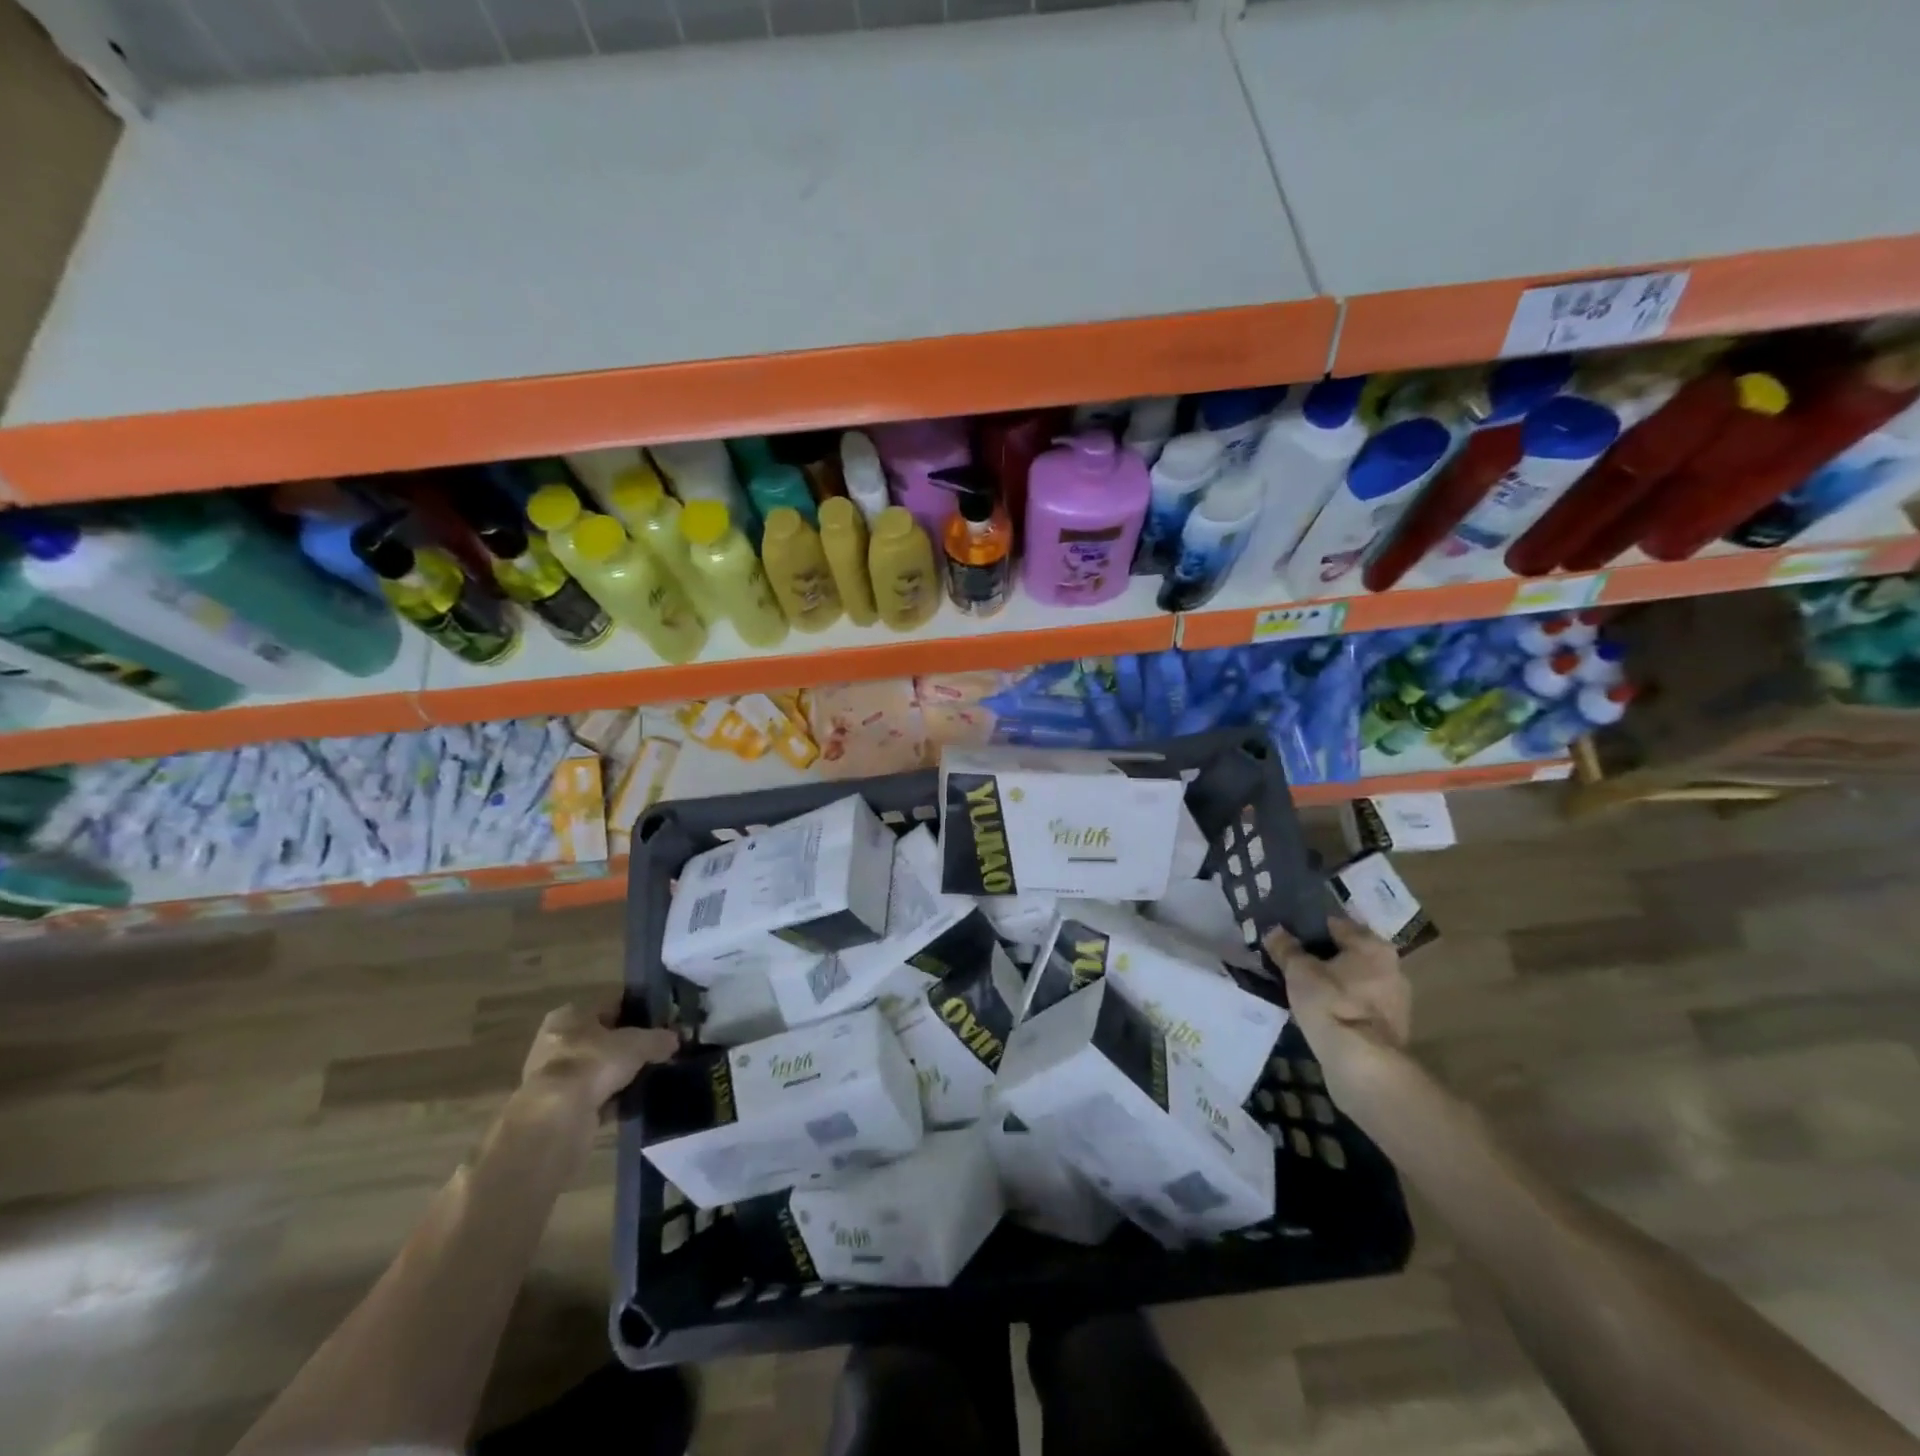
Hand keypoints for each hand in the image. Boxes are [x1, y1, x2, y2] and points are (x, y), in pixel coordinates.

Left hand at [518, 1002, 679, 1120]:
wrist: (557, 1117)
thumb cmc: (594, 1063)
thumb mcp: (638, 1044)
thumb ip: (659, 1039)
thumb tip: (675, 1039)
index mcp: (570, 1014)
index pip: (610, 1006)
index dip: (637, 1013)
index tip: (659, 1023)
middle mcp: (556, 1040)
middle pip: (601, 1039)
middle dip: (626, 1047)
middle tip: (655, 1053)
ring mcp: (551, 1076)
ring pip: (596, 1070)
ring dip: (617, 1076)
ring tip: (647, 1079)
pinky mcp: (553, 1108)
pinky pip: (590, 1097)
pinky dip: (609, 1100)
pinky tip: (631, 1104)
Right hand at [1264, 915, 1410, 1103]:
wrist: (1362, 1063)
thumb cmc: (1331, 1003)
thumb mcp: (1299, 971)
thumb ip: (1286, 948)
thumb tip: (1274, 930)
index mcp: (1373, 946)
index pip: (1337, 924)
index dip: (1310, 925)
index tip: (1288, 929)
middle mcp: (1392, 967)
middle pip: (1349, 952)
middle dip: (1324, 954)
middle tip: (1294, 956)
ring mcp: (1395, 1000)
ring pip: (1356, 979)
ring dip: (1335, 980)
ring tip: (1303, 983)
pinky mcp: (1390, 1027)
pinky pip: (1359, 1002)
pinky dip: (1342, 1001)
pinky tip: (1320, 1007)